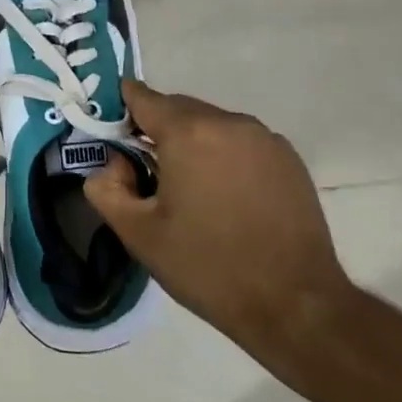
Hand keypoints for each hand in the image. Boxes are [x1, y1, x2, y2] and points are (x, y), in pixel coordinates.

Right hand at [83, 81, 354, 373]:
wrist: (294, 304)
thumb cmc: (207, 266)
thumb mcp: (138, 234)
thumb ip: (106, 188)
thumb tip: (112, 165)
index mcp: (188, 132)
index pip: (142, 97)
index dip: (121, 111)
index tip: (113, 137)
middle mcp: (229, 122)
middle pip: (178, 108)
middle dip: (156, 130)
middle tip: (146, 173)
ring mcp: (265, 138)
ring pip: (212, 124)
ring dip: (192, 143)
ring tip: (189, 189)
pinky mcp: (289, 159)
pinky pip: (241, 142)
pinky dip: (224, 155)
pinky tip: (226, 197)